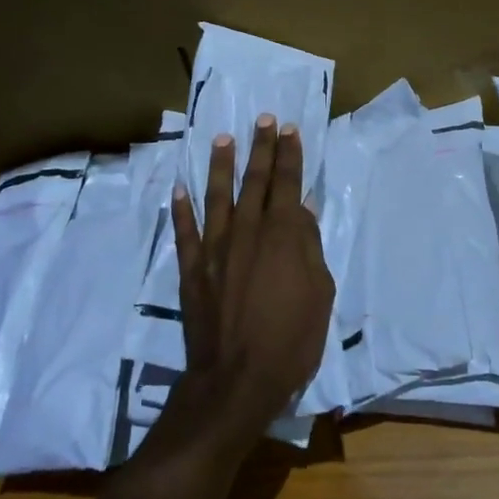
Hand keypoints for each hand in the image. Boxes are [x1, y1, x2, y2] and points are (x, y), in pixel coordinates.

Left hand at [170, 115, 335, 439]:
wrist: (238, 379)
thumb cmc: (291, 339)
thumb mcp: (319, 293)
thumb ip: (309, 247)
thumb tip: (301, 210)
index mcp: (282, 236)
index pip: (286, 184)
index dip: (289, 155)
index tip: (289, 129)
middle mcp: (246, 232)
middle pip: (254, 181)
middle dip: (261, 148)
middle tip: (262, 120)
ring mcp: (215, 249)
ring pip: (216, 196)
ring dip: (220, 165)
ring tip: (222, 139)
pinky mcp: (192, 270)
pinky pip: (185, 232)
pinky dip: (181, 209)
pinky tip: (179, 190)